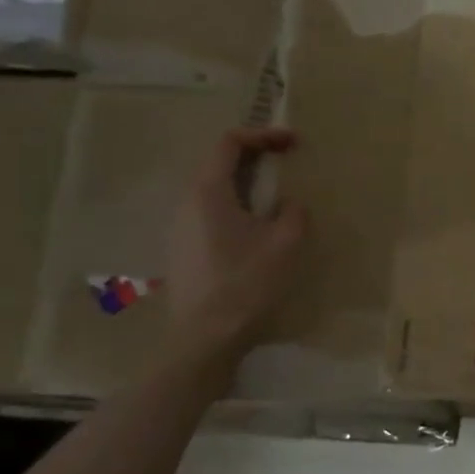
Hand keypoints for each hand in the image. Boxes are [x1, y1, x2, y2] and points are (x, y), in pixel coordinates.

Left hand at [165, 128, 308, 360]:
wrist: (205, 338)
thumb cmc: (246, 283)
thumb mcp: (286, 242)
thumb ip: (294, 212)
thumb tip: (289, 204)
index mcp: (208, 193)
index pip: (228, 143)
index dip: (262, 135)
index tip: (292, 142)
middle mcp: (187, 204)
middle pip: (218, 163)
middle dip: (255, 156)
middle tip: (287, 162)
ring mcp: (180, 229)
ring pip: (215, 190)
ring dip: (246, 182)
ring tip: (277, 195)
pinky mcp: (184, 250)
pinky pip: (211, 212)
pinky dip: (237, 205)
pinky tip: (258, 228)